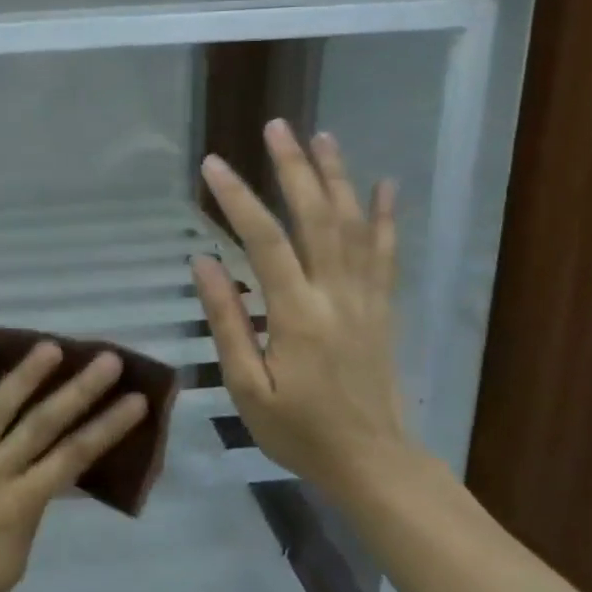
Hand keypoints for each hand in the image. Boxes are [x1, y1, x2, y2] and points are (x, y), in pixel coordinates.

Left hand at [0, 344, 147, 591]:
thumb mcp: (10, 566)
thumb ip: (28, 517)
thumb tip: (43, 481)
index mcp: (19, 507)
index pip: (73, 457)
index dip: (106, 427)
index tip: (134, 400)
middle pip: (42, 424)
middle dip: (79, 391)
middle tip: (107, 360)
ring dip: (25, 377)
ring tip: (50, 347)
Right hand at [192, 122, 414, 495]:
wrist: (374, 464)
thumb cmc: (299, 431)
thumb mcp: (247, 387)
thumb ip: (227, 321)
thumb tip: (204, 262)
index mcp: (297, 315)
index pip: (264, 242)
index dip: (237, 199)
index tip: (212, 165)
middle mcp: (336, 295)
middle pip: (316, 218)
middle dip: (294, 168)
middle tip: (276, 128)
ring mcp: (366, 299)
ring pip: (353, 225)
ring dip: (336, 178)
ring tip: (322, 137)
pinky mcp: (383, 308)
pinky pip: (386, 253)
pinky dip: (384, 216)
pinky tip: (384, 185)